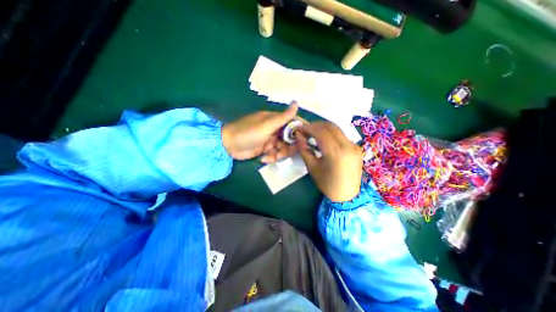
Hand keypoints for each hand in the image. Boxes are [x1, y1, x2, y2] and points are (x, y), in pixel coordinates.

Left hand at [222, 103, 299, 161]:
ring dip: (280, 154)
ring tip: (272, 157)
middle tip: (287, 153)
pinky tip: (264, 158)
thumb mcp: (266, 125)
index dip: (300, 130)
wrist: (228, 145)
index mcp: (275, 120)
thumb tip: (296, 102)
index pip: (293, 122)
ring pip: (284, 147)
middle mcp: (274, 129)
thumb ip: (283, 117)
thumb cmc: (248, 132)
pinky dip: (272, 157)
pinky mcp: (266, 149)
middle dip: (290, 146)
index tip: (305, 139)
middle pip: (290, 138)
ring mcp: (270, 140)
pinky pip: (275, 153)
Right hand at [297, 122, 363, 202]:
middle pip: (330, 126)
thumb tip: (299, 136)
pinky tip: (324, 139)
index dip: (308, 128)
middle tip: (305, 130)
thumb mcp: (312, 168)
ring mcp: (354, 146)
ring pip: (337, 129)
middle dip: (315, 125)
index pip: (321, 132)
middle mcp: (347, 146)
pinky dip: (331, 134)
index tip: (299, 129)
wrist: (348, 195)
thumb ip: (305, 150)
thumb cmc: (327, 184)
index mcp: (336, 153)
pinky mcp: (356, 147)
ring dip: (323, 128)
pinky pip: (341, 135)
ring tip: (312, 133)